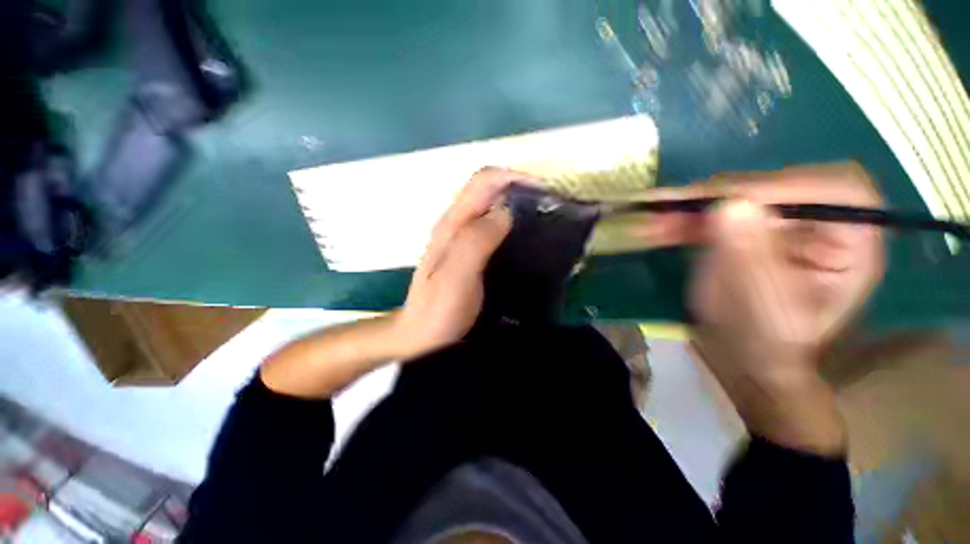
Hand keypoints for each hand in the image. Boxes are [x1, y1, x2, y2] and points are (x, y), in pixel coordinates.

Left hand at [389, 167, 531, 359]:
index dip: (514, 177)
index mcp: (452, 225)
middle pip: (490, 191)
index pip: (483, 182)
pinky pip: (494, 229)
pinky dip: (513, 226)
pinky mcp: (470, 254)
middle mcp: (456, 225)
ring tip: (546, 220)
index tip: (546, 191)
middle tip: (551, 207)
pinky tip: (527, 241)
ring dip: (519, 207)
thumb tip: (506, 211)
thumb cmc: (437, 312)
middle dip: (521, 190)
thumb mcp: (455, 278)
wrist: (422, 337)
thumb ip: (476, 241)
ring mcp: (462, 240)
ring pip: (493, 209)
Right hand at [640, 162, 885, 452]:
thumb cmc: (765, 346)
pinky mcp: (750, 231)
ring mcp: (783, 226)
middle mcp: (822, 226)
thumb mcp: (762, 310)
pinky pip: (718, 213)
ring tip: (654, 218)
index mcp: (851, 248)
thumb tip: (732, 205)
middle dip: (722, 195)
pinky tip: (659, 227)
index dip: (783, 186)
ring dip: (694, 207)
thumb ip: (750, 259)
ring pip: (742, 197)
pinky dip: (686, 218)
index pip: (836, 191)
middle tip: (672, 206)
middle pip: (780, 186)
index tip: (723, 201)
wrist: (744, 359)